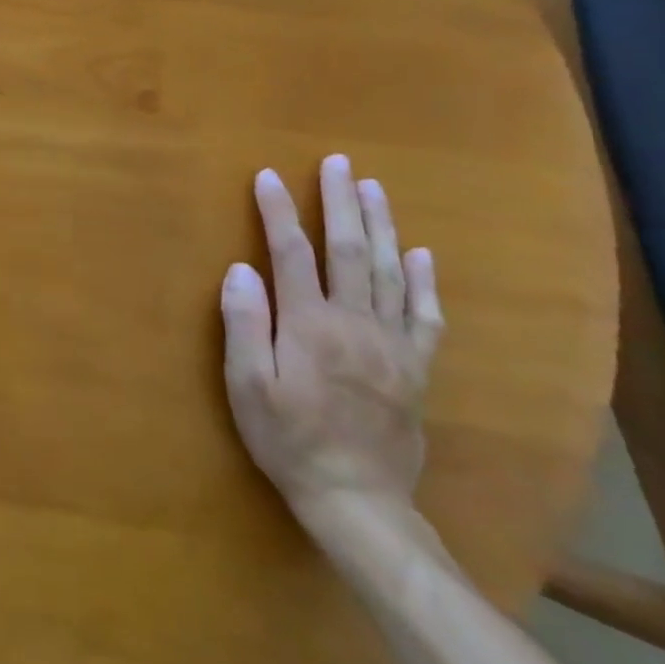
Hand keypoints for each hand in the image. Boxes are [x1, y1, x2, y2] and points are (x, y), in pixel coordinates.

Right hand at [220, 155, 443, 539]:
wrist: (358, 500)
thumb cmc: (288, 439)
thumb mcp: (247, 386)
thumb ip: (244, 325)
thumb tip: (240, 269)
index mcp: (309, 324)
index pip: (291, 253)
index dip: (278, 212)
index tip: (267, 176)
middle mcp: (355, 323)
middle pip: (349, 251)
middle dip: (340, 203)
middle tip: (337, 163)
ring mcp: (391, 344)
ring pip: (389, 272)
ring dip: (381, 226)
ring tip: (373, 188)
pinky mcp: (414, 367)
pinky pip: (424, 316)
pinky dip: (424, 282)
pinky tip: (421, 255)